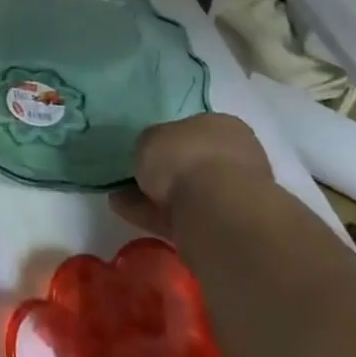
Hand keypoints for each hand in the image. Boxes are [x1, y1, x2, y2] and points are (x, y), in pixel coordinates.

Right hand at [110, 113, 272, 237]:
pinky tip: (126, 212)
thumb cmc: (187, 158)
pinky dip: (154, 215)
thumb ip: (152, 144)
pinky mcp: (221, 229)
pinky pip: (180, 217)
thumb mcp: (152, 136)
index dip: (169, 138)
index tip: (148, 148)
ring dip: (155, 196)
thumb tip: (152, 154)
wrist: (216, 212)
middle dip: (165, 171)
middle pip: (194, 164)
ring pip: (187, 193)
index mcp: (224, 128)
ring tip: (120, 196)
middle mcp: (235, 159)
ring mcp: (232, 197)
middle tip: (134, 175)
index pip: (195, 129)